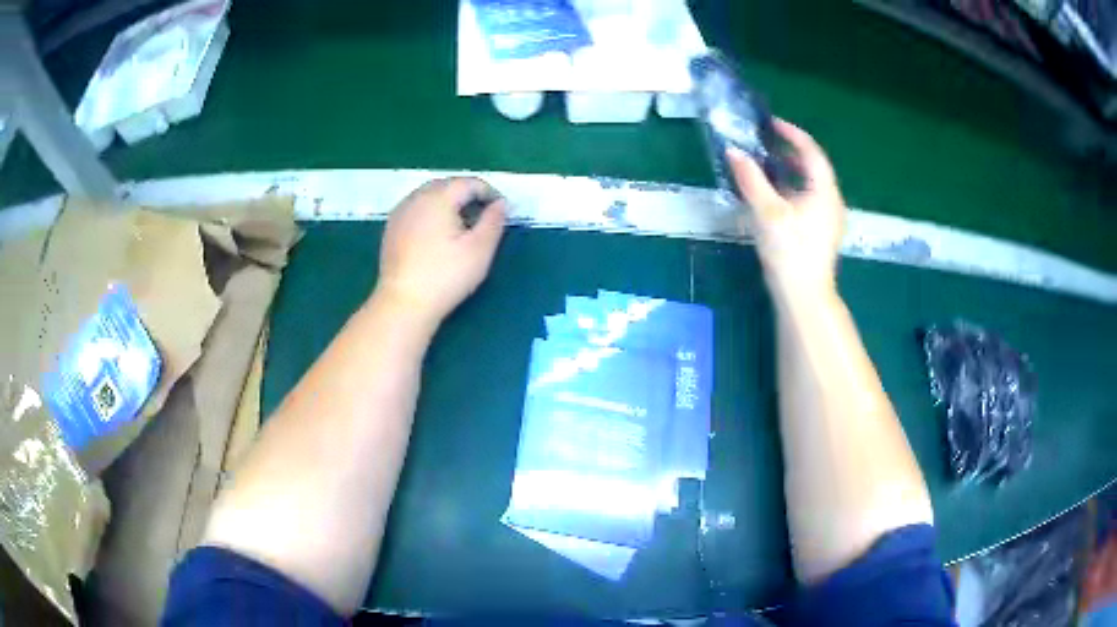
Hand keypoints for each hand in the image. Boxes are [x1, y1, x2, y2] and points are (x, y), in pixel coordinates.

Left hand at [376, 177, 506, 326]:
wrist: (404, 303)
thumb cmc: (446, 275)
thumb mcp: (480, 249)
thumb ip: (494, 221)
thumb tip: (501, 203)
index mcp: (438, 197)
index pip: (469, 183)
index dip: (490, 192)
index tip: (503, 210)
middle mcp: (416, 198)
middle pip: (447, 185)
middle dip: (468, 194)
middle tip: (484, 215)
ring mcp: (400, 212)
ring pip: (429, 195)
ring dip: (449, 202)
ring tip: (463, 224)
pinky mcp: (391, 228)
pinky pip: (416, 208)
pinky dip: (432, 212)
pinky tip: (438, 234)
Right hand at [728, 120, 845, 299]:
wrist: (804, 296)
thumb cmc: (790, 251)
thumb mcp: (767, 211)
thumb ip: (751, 179)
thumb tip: (733, 151)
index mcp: (824, 191)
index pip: (811, 151)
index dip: (792, 134)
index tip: (770, 124)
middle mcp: (831, 201)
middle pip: (812, 167)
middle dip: (789, 152)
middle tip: (764, 144)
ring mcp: (828, 219)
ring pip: (809, 185)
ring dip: (789, 172)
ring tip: (764, 167)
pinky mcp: (820, 233)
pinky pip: (807, 201)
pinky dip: (791, 190)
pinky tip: (773, 197)